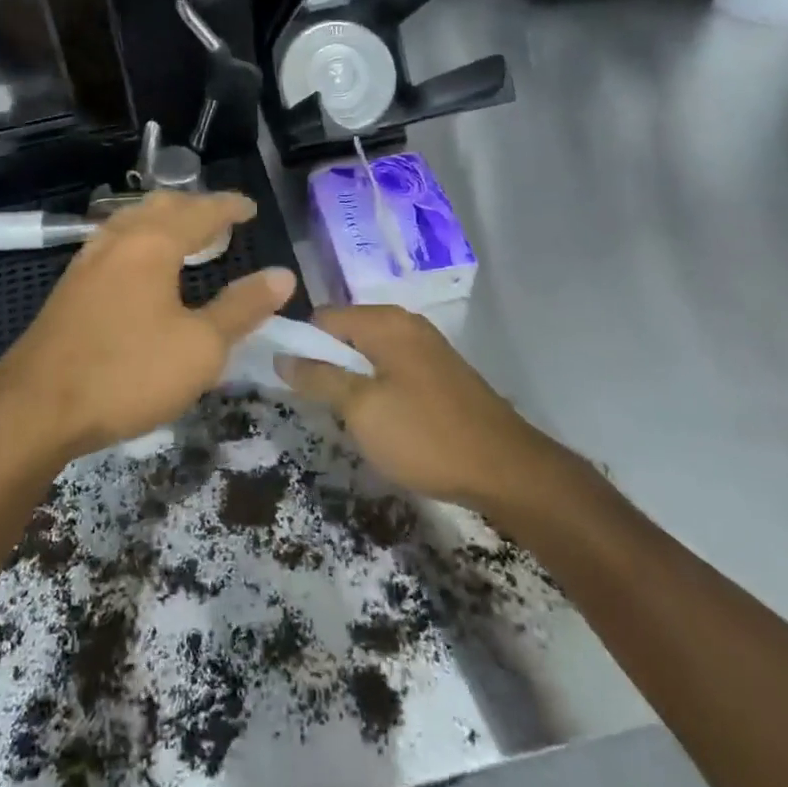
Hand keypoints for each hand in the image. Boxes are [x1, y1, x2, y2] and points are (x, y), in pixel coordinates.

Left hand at [0, 191, 296, 463]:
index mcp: (152, 243)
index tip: (251, 208)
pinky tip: (141, 268)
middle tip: (221, 220)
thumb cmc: (127, 373)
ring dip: (163, 221)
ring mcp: (87, 261)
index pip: (200, 211)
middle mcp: (118, 240)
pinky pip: (114, 244)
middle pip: (161, 207)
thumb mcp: (200, 347)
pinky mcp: (69, 287)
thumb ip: (242, 308)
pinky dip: (140, 240)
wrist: (33, 409)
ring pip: (132, 222)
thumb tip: (283, 275)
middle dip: (195, 207)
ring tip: (185, 237)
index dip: (229, 207)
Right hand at [277, 305, 559, 510]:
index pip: (322, 317)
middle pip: (346, 332)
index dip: (301, 345)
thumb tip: (282, 356)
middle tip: (318, 405)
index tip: (291, 382)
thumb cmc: (425, 435)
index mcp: (385, 322)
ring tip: (348, 417)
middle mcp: (405, 323)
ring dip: (352, 380)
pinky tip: (381, 422)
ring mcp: (426, 346)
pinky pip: (392, 368)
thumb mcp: (361, 409)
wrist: (506, 469)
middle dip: (327, 364)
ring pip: (369, 353)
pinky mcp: (440, 372)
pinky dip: (377, 388)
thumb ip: (318, 378)